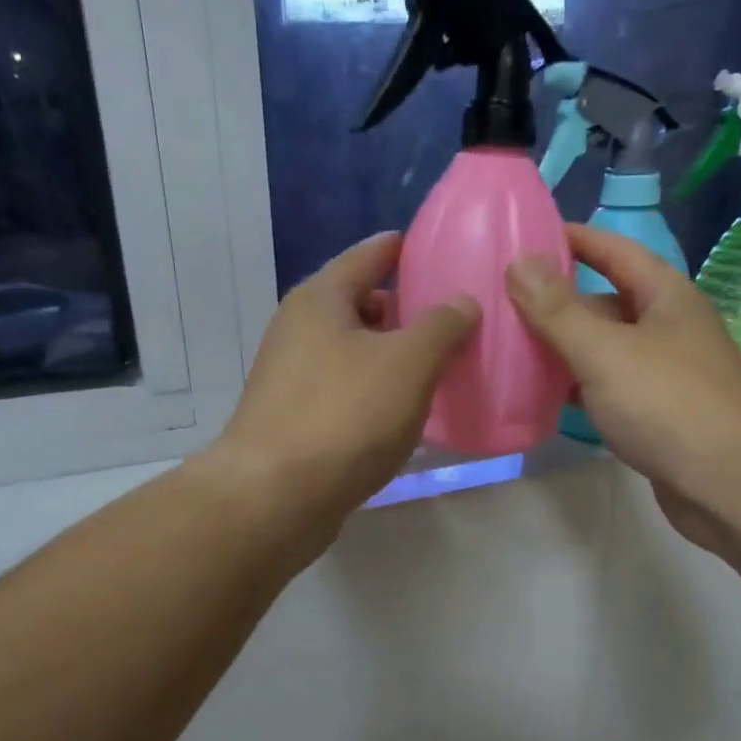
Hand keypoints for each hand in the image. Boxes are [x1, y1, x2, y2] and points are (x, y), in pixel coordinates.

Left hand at [210, 231, 479, 532]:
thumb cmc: (345, 416)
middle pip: (358, 307)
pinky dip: (374, 395)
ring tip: (434, 370)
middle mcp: (298, 332)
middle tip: (446, 320)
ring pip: (352, 355)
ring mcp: (292, 380)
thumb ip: (442, 326)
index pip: (366, 257)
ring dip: (389, 359)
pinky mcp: (295, 423)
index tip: (425, 244)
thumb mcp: (408, 363)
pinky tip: (402, 416)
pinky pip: (345, 394)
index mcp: (320, 301)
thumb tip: (463, 302)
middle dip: (400, 312)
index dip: (397, 248)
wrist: (277, 497)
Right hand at [507, 225, 740, 556]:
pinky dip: (580, 389)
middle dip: (560, 302)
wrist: (729, 483)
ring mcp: (667, 375)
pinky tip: (547, 397)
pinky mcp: (659, 416)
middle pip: (607, 303)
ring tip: (514, 349)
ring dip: (566, 349)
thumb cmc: (668, 404)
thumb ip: (558, 311)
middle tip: (506, 303)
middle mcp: (669, 328)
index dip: (575, 240)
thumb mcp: (605, 351)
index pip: (616, 251)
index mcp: (666, 296)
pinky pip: (611, 390)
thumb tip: (520, 261)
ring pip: (607, 351)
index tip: (529, 236)